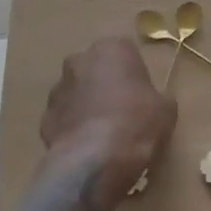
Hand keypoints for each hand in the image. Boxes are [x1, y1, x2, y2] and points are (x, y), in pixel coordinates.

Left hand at [38, 37, 176, 210]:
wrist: (93, 162)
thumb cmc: (136, 124)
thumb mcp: (166, 110)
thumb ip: (158, 97)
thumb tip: (153, 103)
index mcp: (111, 49)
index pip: (126, 53)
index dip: (135, 75)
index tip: (142, 95)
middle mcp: (79, 61)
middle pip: (96, 69)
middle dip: (106, 84)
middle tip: (123, 111)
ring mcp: (58, 89)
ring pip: (77, 93)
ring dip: (87, 105)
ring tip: (104, 133)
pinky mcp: (44, 119)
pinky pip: (64, 119)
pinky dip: (73, 129)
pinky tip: (87, 148)